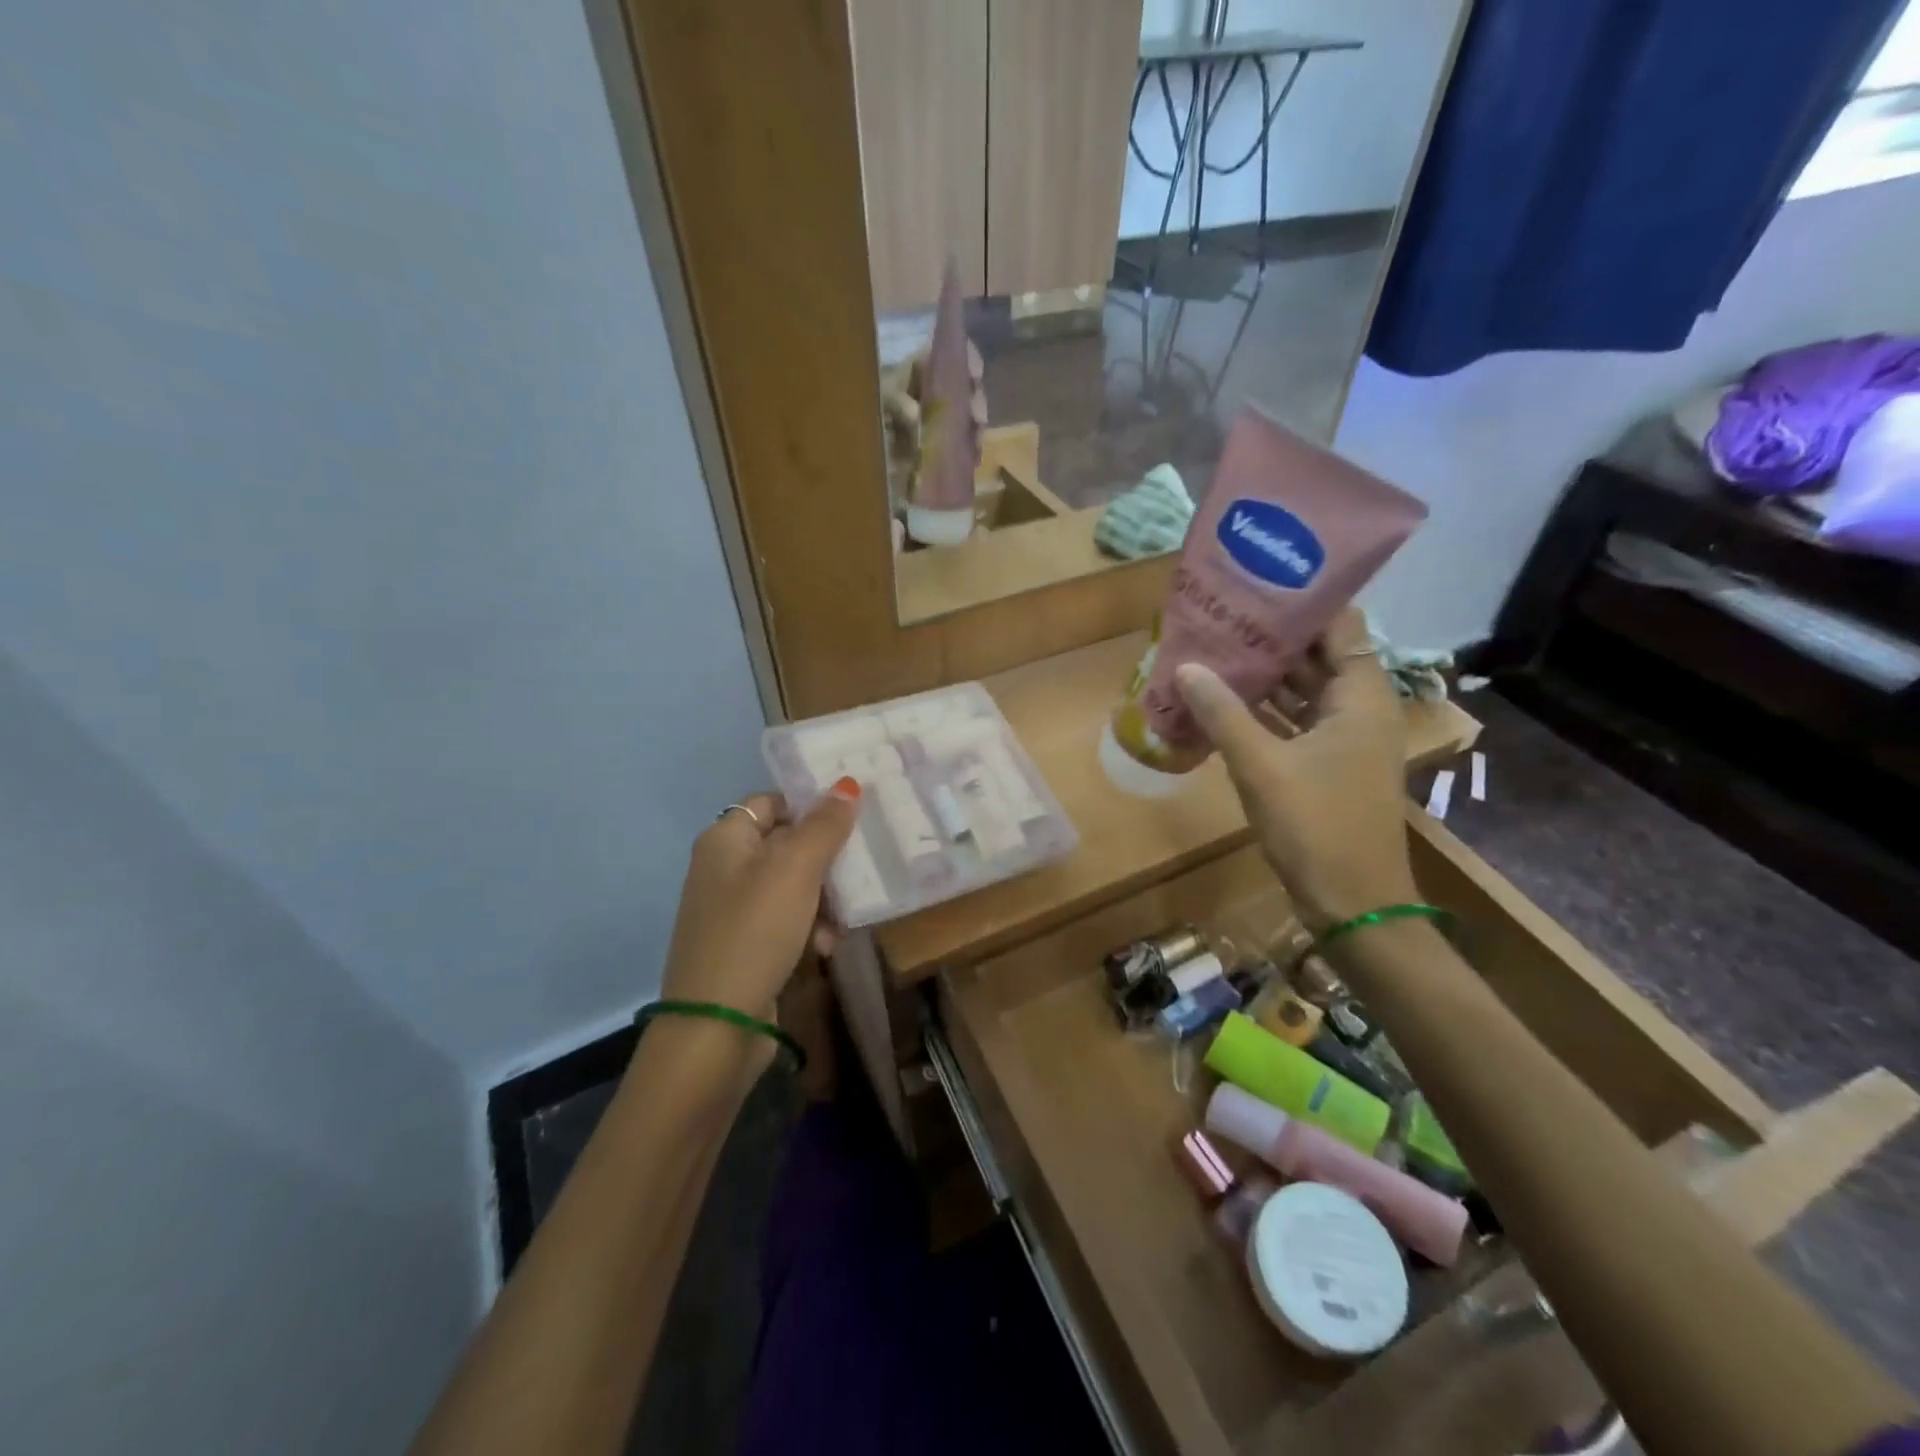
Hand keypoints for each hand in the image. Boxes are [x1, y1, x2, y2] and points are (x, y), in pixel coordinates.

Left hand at [660, 782, 861, 1027]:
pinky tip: (827, 946)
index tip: (852, 818)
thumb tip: (847, 784)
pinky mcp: (744, 945)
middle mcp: (723, 868)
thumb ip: (824, 825)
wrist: (715, 1026)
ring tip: (844, 918)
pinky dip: (809, 927)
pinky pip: (785, 921)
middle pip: (785, 844)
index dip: (810, 806)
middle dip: (825, 859)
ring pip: (791, 886)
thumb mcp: (796, 870)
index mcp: (725, 839)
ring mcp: (732, 909)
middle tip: (861, 867)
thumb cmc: (755, 931)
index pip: (772, 802)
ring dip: (823, 898)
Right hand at [1175, 608, 1416, 930]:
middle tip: (1220, 613)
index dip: (1302, 599)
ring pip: (1302, 689)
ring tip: (1213, 648)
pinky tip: (1221, 701)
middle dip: (1270, 635)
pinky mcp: (1326, 764)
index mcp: (1360, 696)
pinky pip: (1293, 721)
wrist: (1354, 902)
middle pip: (1317, 654)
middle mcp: (1358, 708)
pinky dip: (1263, 710)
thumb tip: (1185, 666)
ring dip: (1263, 674)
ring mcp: (1343, 738)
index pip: (1340, 623)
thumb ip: (1222, 713)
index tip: (1256, 580)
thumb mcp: (1262, 766)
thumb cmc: (1316, 826)